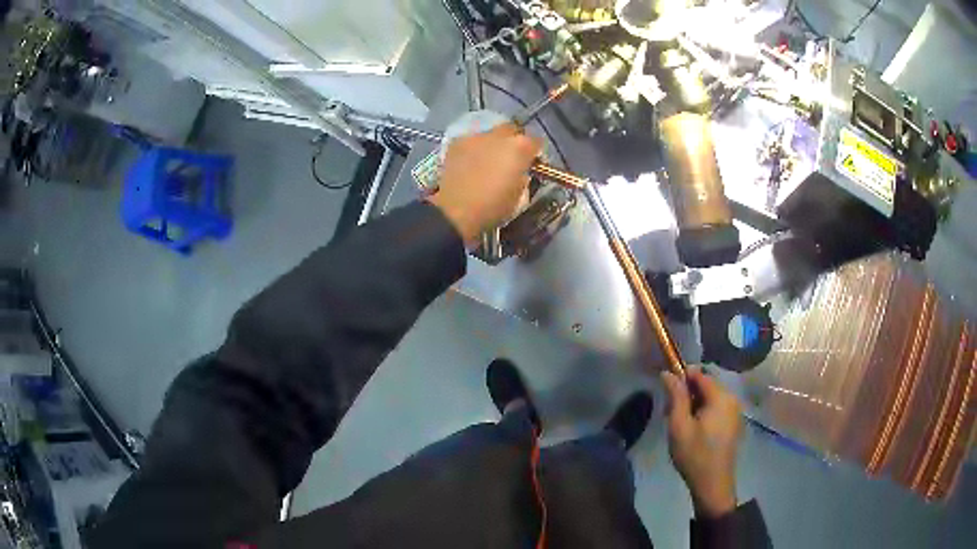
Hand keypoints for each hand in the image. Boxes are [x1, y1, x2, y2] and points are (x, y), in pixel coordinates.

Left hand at [428, 124, 541, 243]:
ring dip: (492, 144)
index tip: (531, 163)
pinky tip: (469, 163)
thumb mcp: (520, 195)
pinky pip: (471, 141)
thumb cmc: (493, 206)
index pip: (536, 141)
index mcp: (520, 147)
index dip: (534, 153)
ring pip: (490, 134)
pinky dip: (473, 149)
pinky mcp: (457, 142)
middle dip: (513, 141)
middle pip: (512, 130)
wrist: (456, 210)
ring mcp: (476, 136)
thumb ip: (523, 176)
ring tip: (487, 161)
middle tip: (509, 159)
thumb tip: (521, 171)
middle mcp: (500, 135)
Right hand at [662, 368, 743, 519]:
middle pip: (706, 385)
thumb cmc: (694, 454)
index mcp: (721, 397)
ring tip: (679, 423)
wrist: (713, 484)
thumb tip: (668, 373)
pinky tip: (692, 430)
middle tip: (669, 412)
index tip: (666, 391)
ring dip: (694, 404)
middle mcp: (732, 399)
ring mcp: (735, 412)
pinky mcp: (733, 424)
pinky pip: (717, 408)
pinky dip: (703, 412)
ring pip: (711, 397)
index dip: (682, 377)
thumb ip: (676, 397)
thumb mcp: (679, 425)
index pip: (700, 374)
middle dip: (687, 393)